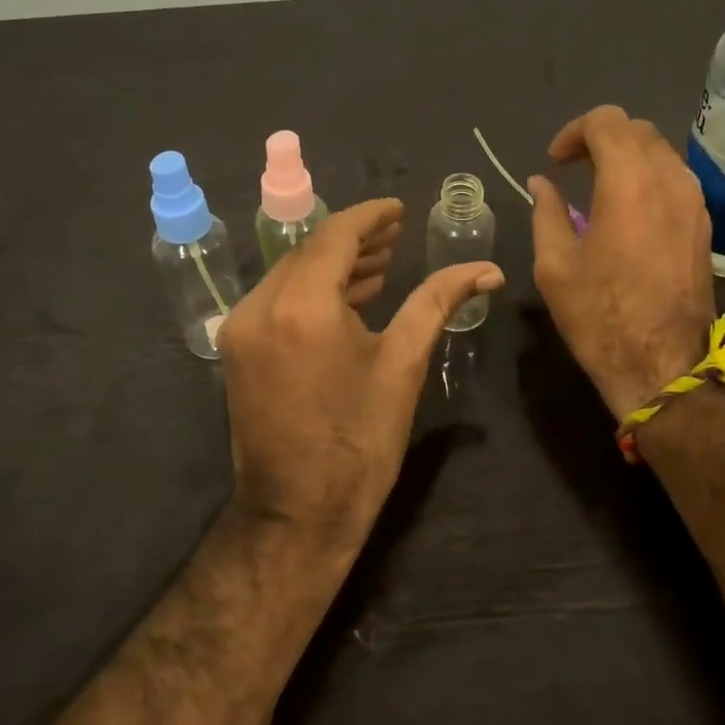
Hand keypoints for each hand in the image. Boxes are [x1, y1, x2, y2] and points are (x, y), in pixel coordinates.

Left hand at [218, 198, 504, 555]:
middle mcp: (260, 306)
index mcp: (302, 305)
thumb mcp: (403, 365)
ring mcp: (241, 329)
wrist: (297, 514)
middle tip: (397, 236)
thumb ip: (438, 301)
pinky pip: (277, 301)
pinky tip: (349, 298)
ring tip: (381, 264)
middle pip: (310, 251)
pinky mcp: (238, 350)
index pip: (336, 235)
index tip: (400, 210)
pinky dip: (312, 291)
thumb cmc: (359, 441)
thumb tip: (486, 269)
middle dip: (355, 239)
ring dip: (334, 265)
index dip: (370, 217)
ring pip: (291, 274)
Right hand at [528, 106, 716, 419]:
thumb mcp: (555, 266)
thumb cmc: (600, 317)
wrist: (663, 365)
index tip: (555, 162)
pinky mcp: (704, 224)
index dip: (574, 132)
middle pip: (637, 129)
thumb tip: (541, 184)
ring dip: (627, 156)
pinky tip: (628, 210)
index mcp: (629, 183)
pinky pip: (676, 179)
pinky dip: (648, 177)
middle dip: (600, 138)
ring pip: (661, 151)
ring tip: (599, 187)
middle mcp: (669, 180)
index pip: (607, 121)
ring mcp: (694, 202)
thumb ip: (546, 213)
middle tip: (572, 168)